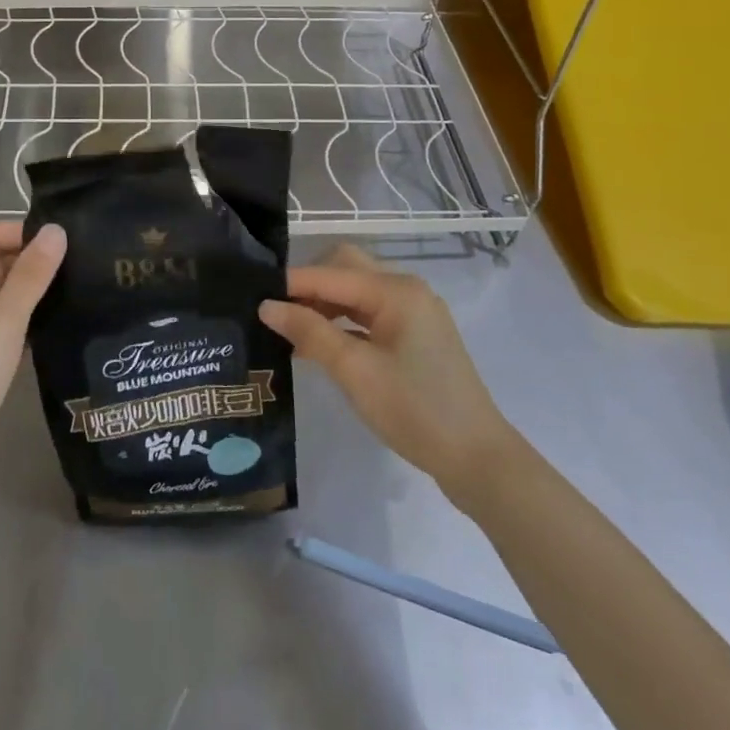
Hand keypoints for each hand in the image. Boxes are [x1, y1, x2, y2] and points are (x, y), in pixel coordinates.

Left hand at [0, 222, 65, 495]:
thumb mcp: (2, 320)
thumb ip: (31, 275)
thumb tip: (56, 230)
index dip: (22, 232)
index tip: (66, 240)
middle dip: (33, 260)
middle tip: (84, 262)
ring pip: (2, 300)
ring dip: (34, 293)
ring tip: (81, 288)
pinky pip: (6, 331)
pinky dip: (29, 323)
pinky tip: (61, 326)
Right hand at [259, 244, 514, 495]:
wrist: (477, 459)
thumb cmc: (415, 409)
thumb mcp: (355, 371)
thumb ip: (310, 332)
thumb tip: (267, 306)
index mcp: (395, 291)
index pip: (330, 272)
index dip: (290, 283)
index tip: (252, 296)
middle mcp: (406, 290)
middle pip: (345, 270)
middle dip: (308, 287)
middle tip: (274, 312)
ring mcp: (413, 313)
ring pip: (356, 294)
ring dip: (323, 306)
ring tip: (289, 332)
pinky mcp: (415, 336)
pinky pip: (369, 315)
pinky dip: (342, 323)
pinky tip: (318, 346)